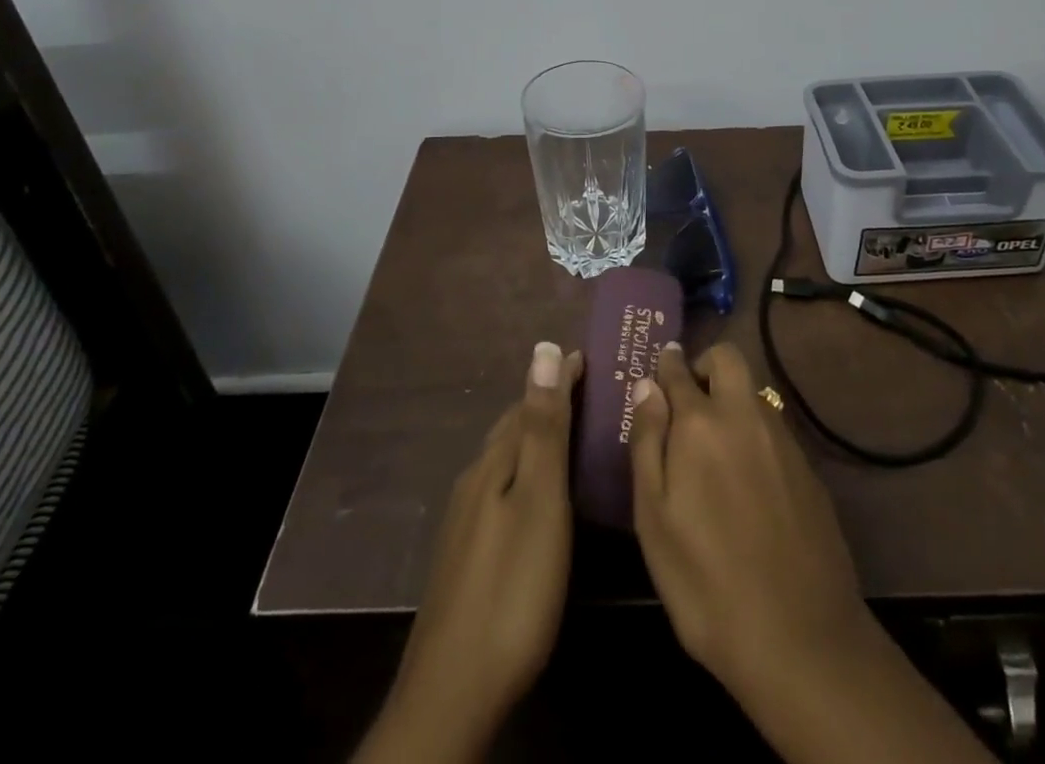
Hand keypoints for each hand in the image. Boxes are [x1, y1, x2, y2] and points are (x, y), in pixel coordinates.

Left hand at [354, 341, 583, 763]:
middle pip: (513, 428)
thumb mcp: (539, 501)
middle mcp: (474, 482)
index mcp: (493, 464)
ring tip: (572, 433)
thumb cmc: (512, 588)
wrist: (453, 693)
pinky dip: (526, 472)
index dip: (560, 378)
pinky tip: (539, 494)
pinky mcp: (467, 556)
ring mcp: (465, 522)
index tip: (591, 356)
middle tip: (591, 390)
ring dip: (536, 437)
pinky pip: (501, 489)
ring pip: (505, 460)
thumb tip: (544, 350)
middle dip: (548, 403)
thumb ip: (543, 429)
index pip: (529, 402)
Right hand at [627, 341, 869, 699]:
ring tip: (714, 444)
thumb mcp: (654, 518)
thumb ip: (648, 443)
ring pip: (754, 392)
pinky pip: (774, 427)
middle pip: (728, 359)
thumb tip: (647, 386)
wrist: (800, 638)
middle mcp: (745, 416)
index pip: (679, 370)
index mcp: (701, 423)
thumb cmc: (705, 581)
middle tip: (688, 401)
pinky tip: (747, 479)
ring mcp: (783, 440)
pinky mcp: (808, 469)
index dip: (667, 364)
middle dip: (705, 365)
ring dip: (732, 399)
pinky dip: (754, 433)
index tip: (660, 366)